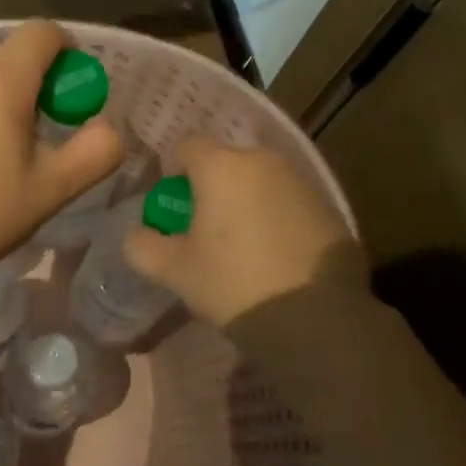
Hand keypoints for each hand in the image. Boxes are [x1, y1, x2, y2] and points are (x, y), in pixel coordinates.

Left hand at [0, 21, 123, 292]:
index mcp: (1, 78)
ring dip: (2, 94)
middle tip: (43, 130)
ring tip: (1, 148)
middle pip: (12, 53)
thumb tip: (107, 126)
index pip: (43, 32)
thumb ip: (97, 150)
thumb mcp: (55, 187)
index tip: (72, 92)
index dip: (67, 52)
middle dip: (36, 80)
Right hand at [125, 136, 360, 326]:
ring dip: (247, 199)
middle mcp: (262, 161)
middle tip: (205, 226)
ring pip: (260, 180)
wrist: (316, 319)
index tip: (173, 203)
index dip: (174, 169)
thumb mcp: (175, 271)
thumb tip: (136, 234)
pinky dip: (277, 216)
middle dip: (212, 185)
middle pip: (227, 161)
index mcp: (221, 167)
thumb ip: (143, 246)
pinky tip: (276, 254)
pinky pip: (289, 200)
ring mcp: (301, 181)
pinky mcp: (329, 206)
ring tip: (243, 243)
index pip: (187, 145)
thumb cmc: (234, 284)